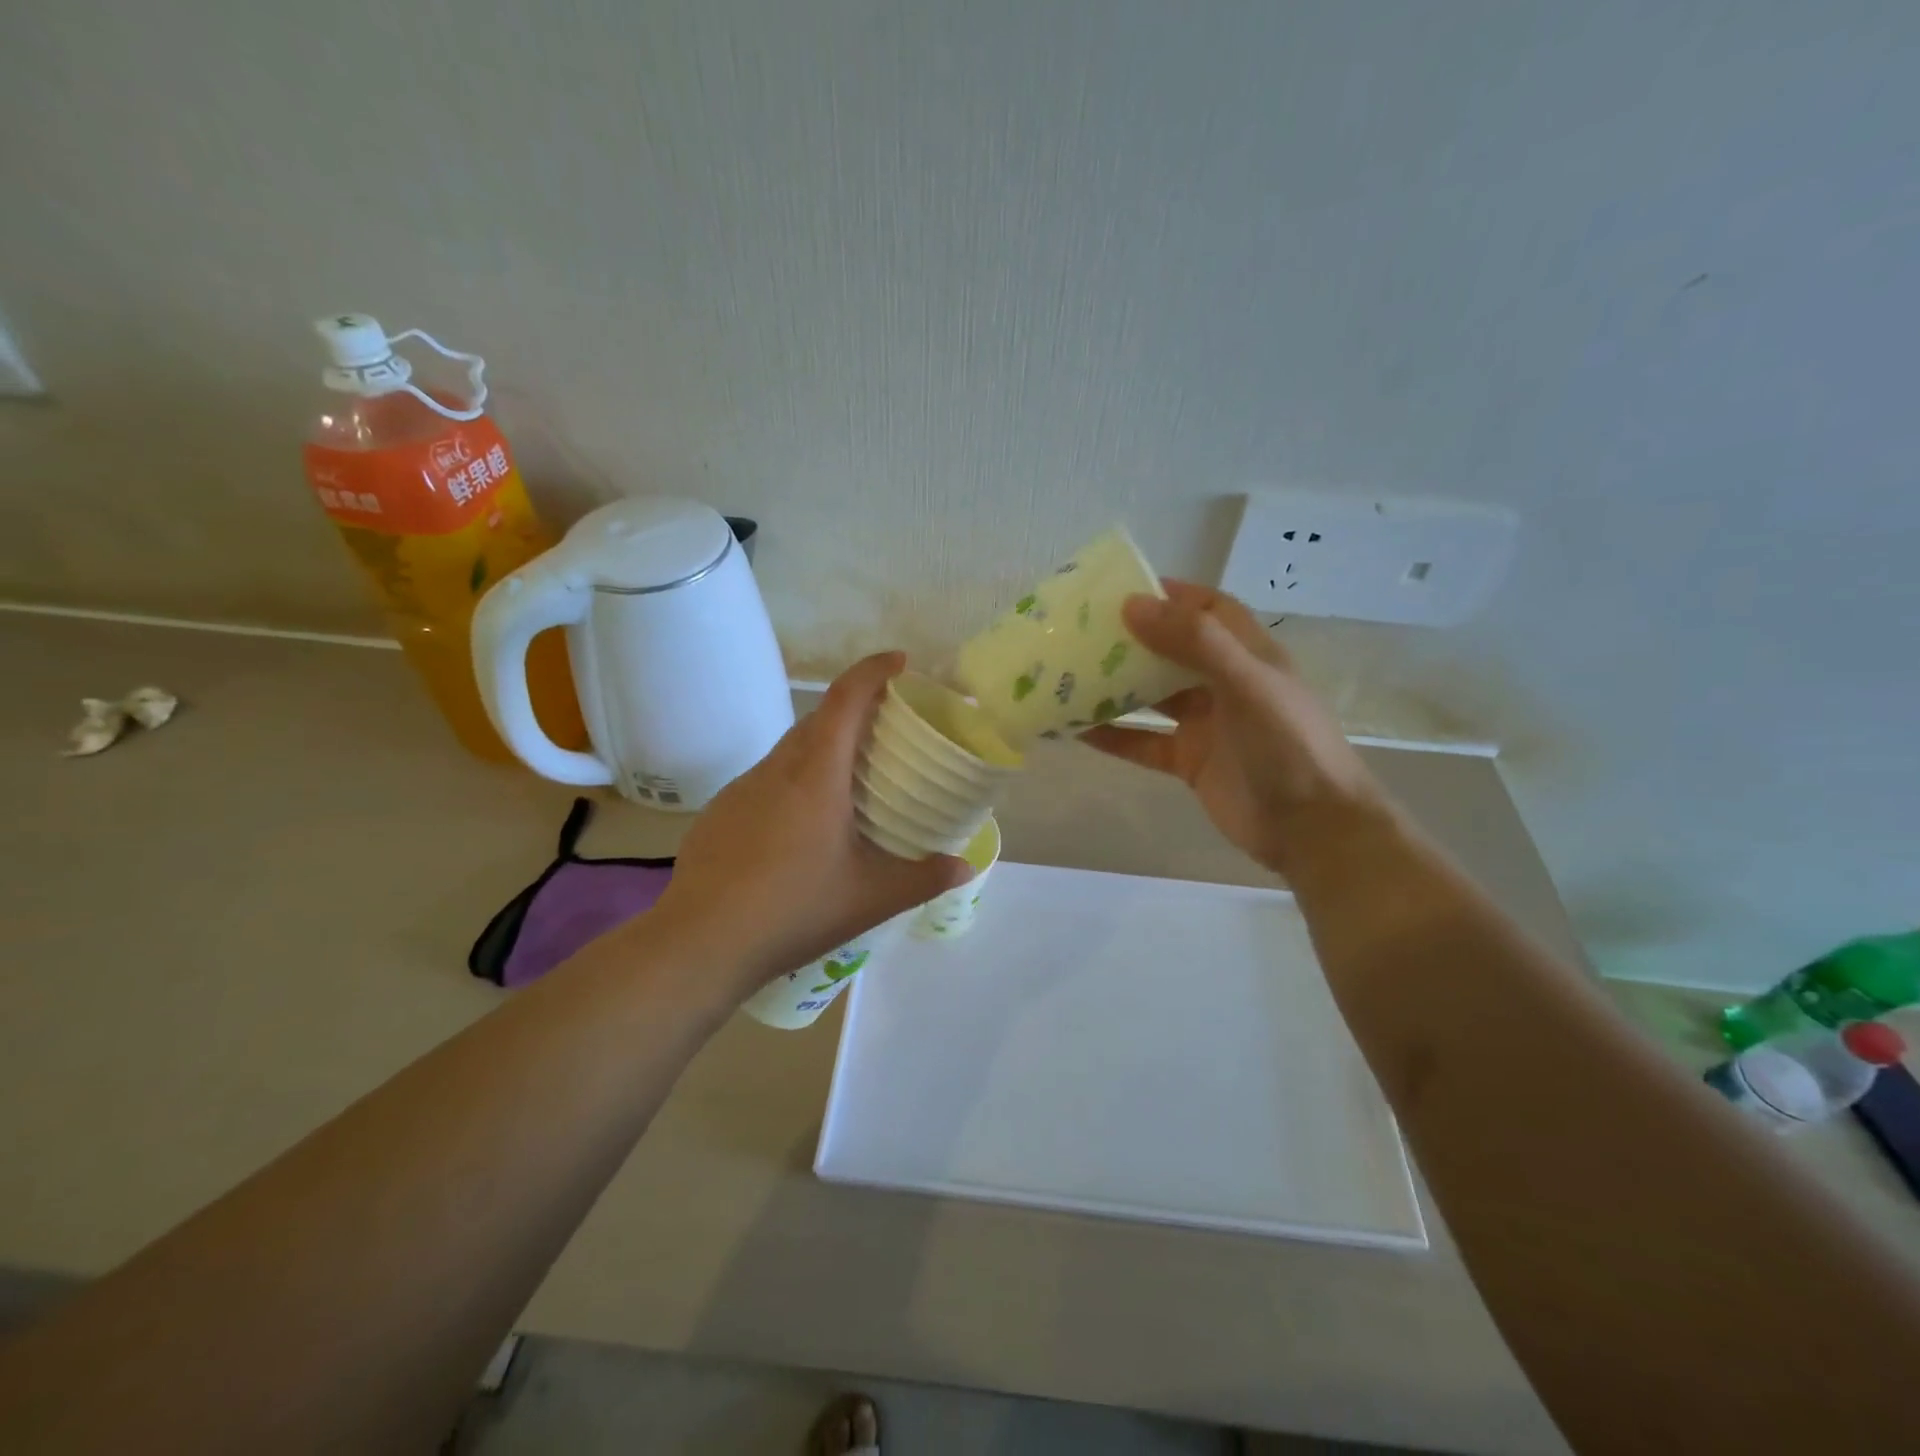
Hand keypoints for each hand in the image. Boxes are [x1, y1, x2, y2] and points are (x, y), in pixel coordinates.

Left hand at [656, 653, 970, 996]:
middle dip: (854, 708)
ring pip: (790, 749)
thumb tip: (964, 867)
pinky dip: (794, 779)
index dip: (874, 671)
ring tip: (850, 778)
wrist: (700, 943)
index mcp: (816, 775)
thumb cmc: (794, 911)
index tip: (900, 662)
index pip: (845, 699)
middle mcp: (777, 769)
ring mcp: (742, 789)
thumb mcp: (871, 898)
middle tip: (887, 727)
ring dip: (823, 746)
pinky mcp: (721, 811)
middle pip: (818, 719)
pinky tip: (802, 825)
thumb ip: (924, 878)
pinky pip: (767, 778)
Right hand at [1081, 581, 1387, 876]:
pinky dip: (1114, 735)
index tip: (1121, 589)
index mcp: (1248, 655)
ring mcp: (1206, 725)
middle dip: (1132, 640)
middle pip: (1172, 651)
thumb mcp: (1247, 683)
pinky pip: (1144, 742)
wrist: (1311, 828)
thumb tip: (1133, 605)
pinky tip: (1076, 730)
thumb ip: (1195, 642)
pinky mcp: (1189, 761)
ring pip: (1153, 697)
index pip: (1208, 610)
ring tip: (1069, 676)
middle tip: (1082, 633)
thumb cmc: (1287, 745)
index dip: (1170, 595)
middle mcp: (1225, 684)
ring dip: (1116, 687)